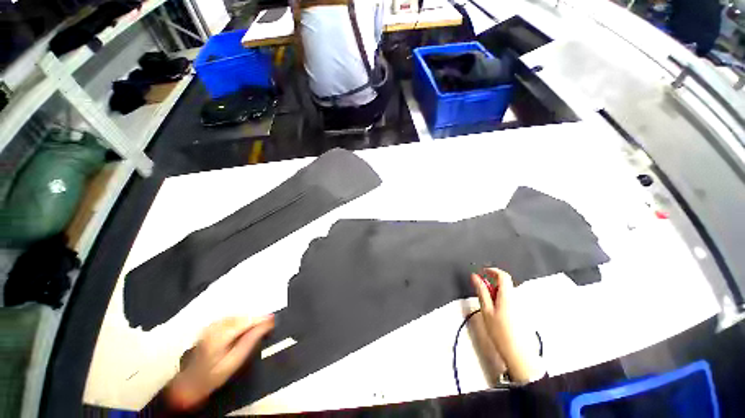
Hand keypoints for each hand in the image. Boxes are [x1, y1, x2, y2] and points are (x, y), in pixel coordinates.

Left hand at [166, 315, 274, 410]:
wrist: (191, 381)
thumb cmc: (213, 375)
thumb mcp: (234, 361)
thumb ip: (250, 342)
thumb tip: (266, 325)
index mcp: (220, 336)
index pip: (244, 321)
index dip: (260, 318)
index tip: (273, 318)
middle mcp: (214, 327)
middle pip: (240, 317)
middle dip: (255, 317)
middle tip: (268, 321)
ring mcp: (211, 326)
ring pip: (235, 316)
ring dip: (248, 318)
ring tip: (259, 323)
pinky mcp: (210, 326)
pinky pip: (230, 318)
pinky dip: (240, 319)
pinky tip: (245, 325)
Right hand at [471, 268, 543, 383]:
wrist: (519, 354)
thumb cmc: (500, 331)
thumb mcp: (486, 310)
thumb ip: (481, 291)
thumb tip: (475, 276)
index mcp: (508, 295)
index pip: (503, 275)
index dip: (492, 270)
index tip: (481, 273)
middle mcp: (517, 298)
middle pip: (504, 284)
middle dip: (492, 284)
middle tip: (481, 294)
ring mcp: (521, 306)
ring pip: (507, 293)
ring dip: (496, 293)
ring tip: (488, 307)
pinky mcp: (522, 314)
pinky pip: (510, 300)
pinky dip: (501, 300)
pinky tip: (497, 315)